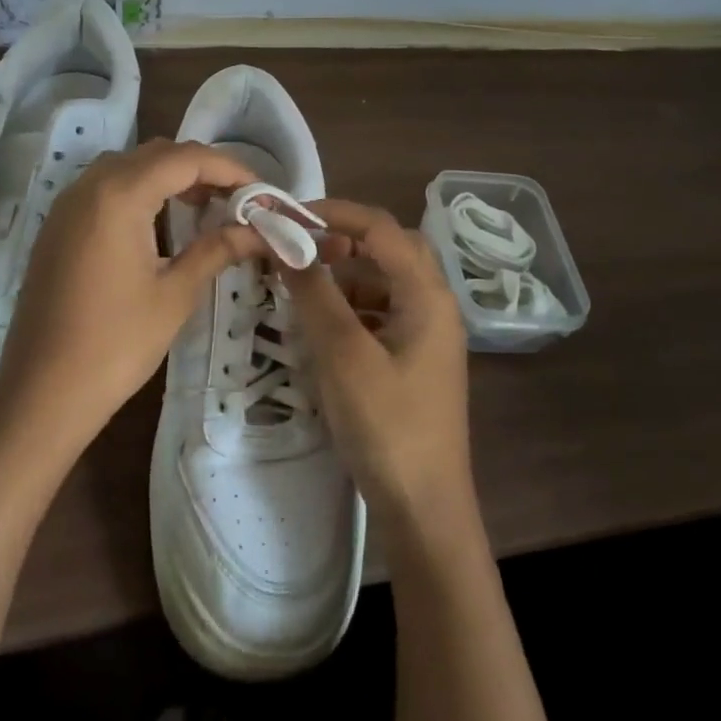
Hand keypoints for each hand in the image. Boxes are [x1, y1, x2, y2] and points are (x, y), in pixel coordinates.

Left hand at [0, 139, 266, 454]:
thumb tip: (258, 232)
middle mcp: (88, 187)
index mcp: (118, 196)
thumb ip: (216, 250)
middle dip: (201, 169)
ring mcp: (66, 206)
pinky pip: (104, 189)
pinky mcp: (56, 228)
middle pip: (155, 155)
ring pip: (127, 167)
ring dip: (169, 178)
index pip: (185, 158)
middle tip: (238, 199)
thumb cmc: (116, 345)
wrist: (43, 392)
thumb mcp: (175, 295)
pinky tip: (160, 223)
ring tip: (205, 207)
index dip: (230, 169)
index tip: (262, 192)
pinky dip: (139, 192)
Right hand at [283, 200, 473, 523]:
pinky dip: (352, 307)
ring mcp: (428, 334)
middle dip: (342, 240)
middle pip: (389, 248)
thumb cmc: (386, 426)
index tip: (286, 218)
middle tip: (300, 249)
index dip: (332, 213)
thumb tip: (286, 243)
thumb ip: (314, 293)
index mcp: (427, 295)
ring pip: (385, 281)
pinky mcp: (415, 359)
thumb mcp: (342, 355)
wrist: (424, 507)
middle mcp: (435, 305)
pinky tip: (324, 328)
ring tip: (303, 290)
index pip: (380, 227)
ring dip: (345, 275)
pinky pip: (382, 313)